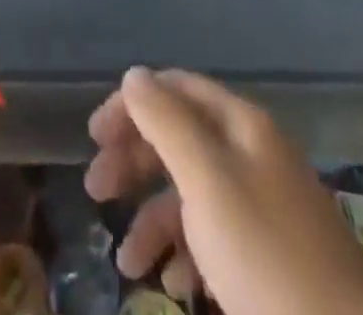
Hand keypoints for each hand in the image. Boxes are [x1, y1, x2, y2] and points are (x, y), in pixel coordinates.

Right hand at [85, 67, 362, 314]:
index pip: (176, 89)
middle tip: (95, 189)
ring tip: (126, 261)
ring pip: (192, 194)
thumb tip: (133, 76)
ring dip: (152, 219)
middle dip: (134, 161)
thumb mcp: (208, 182)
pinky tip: (172, 286)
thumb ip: (166, 122)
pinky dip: (184, 255)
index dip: (132, 104)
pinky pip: (213, 240)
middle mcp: (251, 156)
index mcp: (241, 126)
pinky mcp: (268, 263)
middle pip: (180, 138)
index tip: (95, 137)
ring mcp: (263, 210)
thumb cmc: (268, 260)